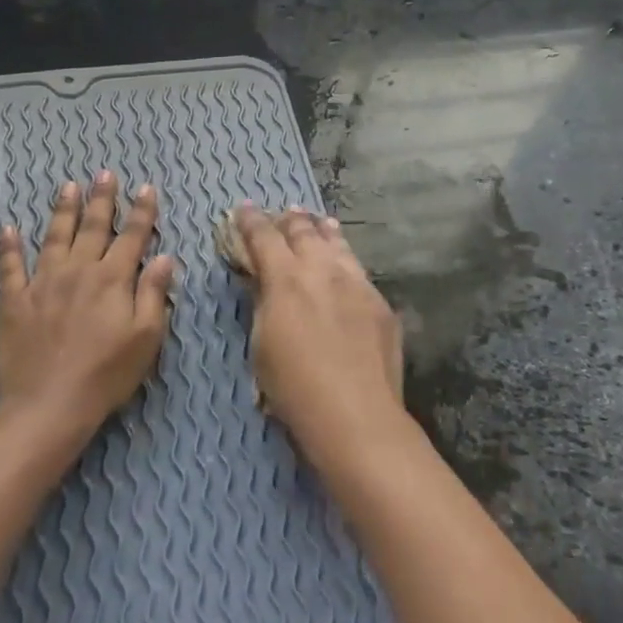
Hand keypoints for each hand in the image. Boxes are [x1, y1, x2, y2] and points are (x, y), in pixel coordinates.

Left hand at [0, 172, 175, 437]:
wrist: (49, 403)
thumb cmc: (107, 374)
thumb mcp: (146, 338)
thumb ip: (154, 294)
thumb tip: (165, 257)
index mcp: (113, 279)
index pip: (132, 237)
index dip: (141, 212)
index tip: (146, 188)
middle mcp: (78, 271)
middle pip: (93, 227)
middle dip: (102, 199)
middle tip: (105, 174)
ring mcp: (42, 283)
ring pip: (54, 237)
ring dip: (63, 210)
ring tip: (68, 187)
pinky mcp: (14, 301)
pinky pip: (9, 267)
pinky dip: (8, 246)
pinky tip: (8, 229)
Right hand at [232, 205, 403, 453]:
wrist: (355, 413)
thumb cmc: (293, 387)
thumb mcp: (261, 345)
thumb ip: (263, 305)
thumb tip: (263, 282)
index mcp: (286, 278)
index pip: (263, 236)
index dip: (250, 220)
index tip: (243, 209)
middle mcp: (323, 270)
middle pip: (304, 232)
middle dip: (289, 220)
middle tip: (284, 213)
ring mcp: (357, 284)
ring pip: (338, 245)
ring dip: (323, 231)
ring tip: (319, 222)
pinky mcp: (379, 303)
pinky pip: (358, 270)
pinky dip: (345, 260)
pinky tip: (345, 266)